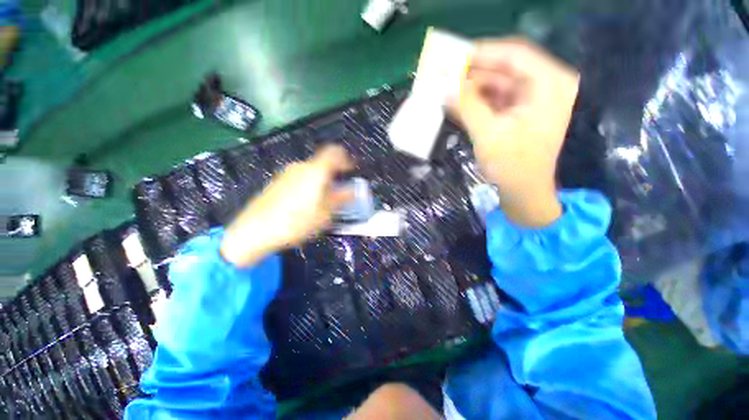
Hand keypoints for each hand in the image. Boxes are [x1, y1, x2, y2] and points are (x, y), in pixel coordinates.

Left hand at [220, 145, 353, 266]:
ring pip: (310, 173)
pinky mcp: (277, 181)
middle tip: (335, 197)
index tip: (350, 170)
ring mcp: (286, 173)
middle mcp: (301, 167)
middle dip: (332, 179)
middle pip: (322, 166)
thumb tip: (352, 191)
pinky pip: (298, 179)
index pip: (334, 153)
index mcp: (316, 172)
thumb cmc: (296, 222)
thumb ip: (340, 199)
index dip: (345, 159)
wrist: (255, 230)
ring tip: (318, 205)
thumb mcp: (324, 214)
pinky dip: (307, 187)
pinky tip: (302, 206)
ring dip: (319, 184)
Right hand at [447, 37, 579, 226]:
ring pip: (496, 83)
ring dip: (470, 88)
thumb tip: (443, 85)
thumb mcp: (488, 134)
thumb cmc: (512, 166)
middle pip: (504, 68)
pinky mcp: (519, 111)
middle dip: (471, 73)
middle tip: (443, 75)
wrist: (524, 191)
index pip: (514, 54)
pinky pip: (494, 98)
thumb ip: (466, 106)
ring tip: (444, 89)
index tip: (452, 57)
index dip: (481, 53)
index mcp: (549, 83)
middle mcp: (545, 84)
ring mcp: (532, 98)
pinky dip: (475, 101)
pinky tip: (455, 103)